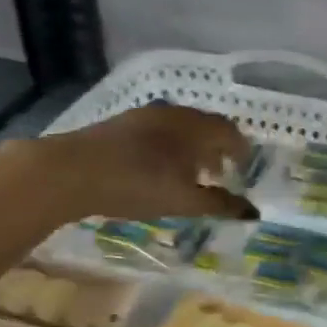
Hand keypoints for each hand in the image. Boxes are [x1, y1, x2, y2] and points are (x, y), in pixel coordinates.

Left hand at [42, 104, 256, 222]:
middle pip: (206, 126)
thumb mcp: (183, 201)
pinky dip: (169, 146)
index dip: (240, 149)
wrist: (72, 170)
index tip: (243, 168)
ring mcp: (146, 115)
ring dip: (192, 147)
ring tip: (189, 173)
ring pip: (181, 127)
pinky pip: (159, 130)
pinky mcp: (122, 123)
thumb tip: (254, 211)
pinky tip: (156, 167)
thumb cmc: (137, 184)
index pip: (229, 131)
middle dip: (217, 148)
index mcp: (196, 128)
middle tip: (219, 173)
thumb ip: (220, 204)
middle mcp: (176, 114)